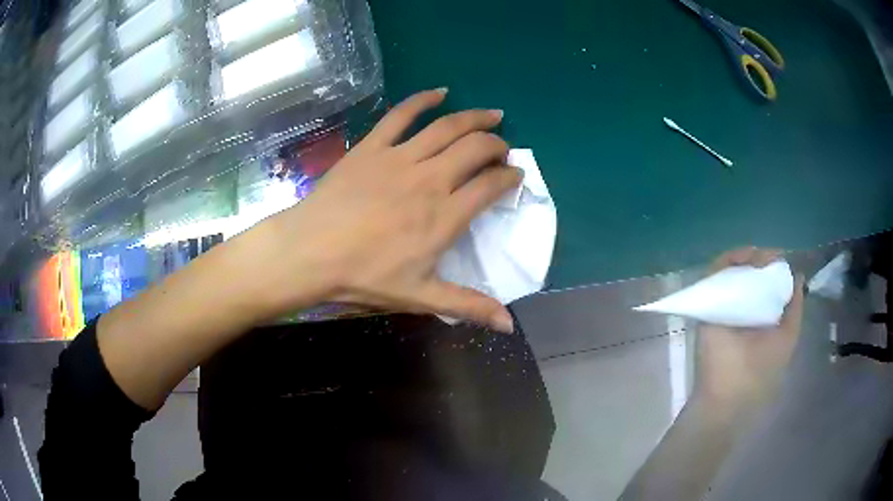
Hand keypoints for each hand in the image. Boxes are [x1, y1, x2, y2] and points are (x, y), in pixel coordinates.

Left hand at [255, 89, 520, 331]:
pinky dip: (423, 99)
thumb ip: (468, 306)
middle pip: (476, 148)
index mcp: (444, 216)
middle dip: (497, 145)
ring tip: (493, 114)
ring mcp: (400, 157)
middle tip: (503, 149)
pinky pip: (401, 115)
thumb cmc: (364, 276)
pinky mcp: (372, 146)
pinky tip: (439, 92)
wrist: (309, 253)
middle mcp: (430, 179)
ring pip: (447, 126)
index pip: (490, 186)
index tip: (515, 176)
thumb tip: (509, 325)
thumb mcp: (419, 297)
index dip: (509, 178)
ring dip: (475, 117)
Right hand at [696, 247, 805, 415]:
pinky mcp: (709, 305)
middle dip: (760, 259)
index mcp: (764, 312)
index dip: (775, 266)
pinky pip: (716, 275)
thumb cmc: (759, 370)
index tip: (776, 263)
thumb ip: (794, 308)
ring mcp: (726, 305)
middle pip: (753, 269)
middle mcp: (745, 306)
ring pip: (735, 268)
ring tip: (751, 260)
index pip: (770, 278)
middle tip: (762, 260)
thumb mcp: (787, 337)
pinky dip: (726, 262)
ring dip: (744, 258)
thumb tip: (798, 275)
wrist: (724, 395)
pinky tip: (737, 261)